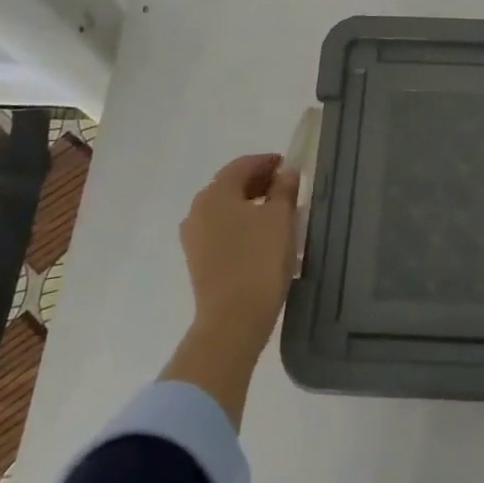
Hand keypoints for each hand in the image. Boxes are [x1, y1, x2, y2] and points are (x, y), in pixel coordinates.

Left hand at [178, 152, 299, 352]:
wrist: (233, 320)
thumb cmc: (259, 260)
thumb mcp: (280, 218)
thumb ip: (284, 190)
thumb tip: (286, 173)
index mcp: (215, 193)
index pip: (242, 165)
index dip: (267, 162)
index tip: (289, 166)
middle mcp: (198, 210)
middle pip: (230, 185)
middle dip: (258, 182)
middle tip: (286, 187)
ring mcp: (194, 237)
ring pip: (225, 208)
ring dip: (249, 204)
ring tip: (277, 212)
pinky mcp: (198, 260)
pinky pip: (221, 229)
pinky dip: (241, 224)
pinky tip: (261, 235)